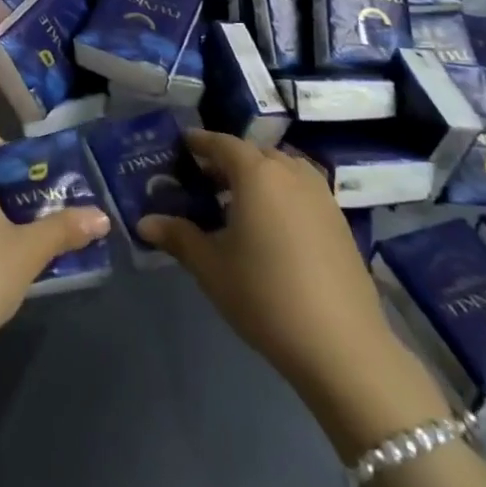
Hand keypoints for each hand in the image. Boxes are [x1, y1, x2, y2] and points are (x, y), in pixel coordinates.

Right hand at [138, 133, 433, 435]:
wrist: (342, 345)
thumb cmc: (264, 295)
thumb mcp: (211, 267)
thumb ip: (178, 237)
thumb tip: (144, 222)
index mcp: (256, 174)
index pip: (222, 144)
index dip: (200, 142)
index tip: (182, 144)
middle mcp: (290, 173)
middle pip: (254, 153)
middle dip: (228, 159)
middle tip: (204, 178)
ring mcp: (321, 196)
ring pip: (283, 169)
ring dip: (259, 175)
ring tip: (238, 200)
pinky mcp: (340, 221)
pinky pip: (302, 189)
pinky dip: (282, 192)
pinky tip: (271, 225)